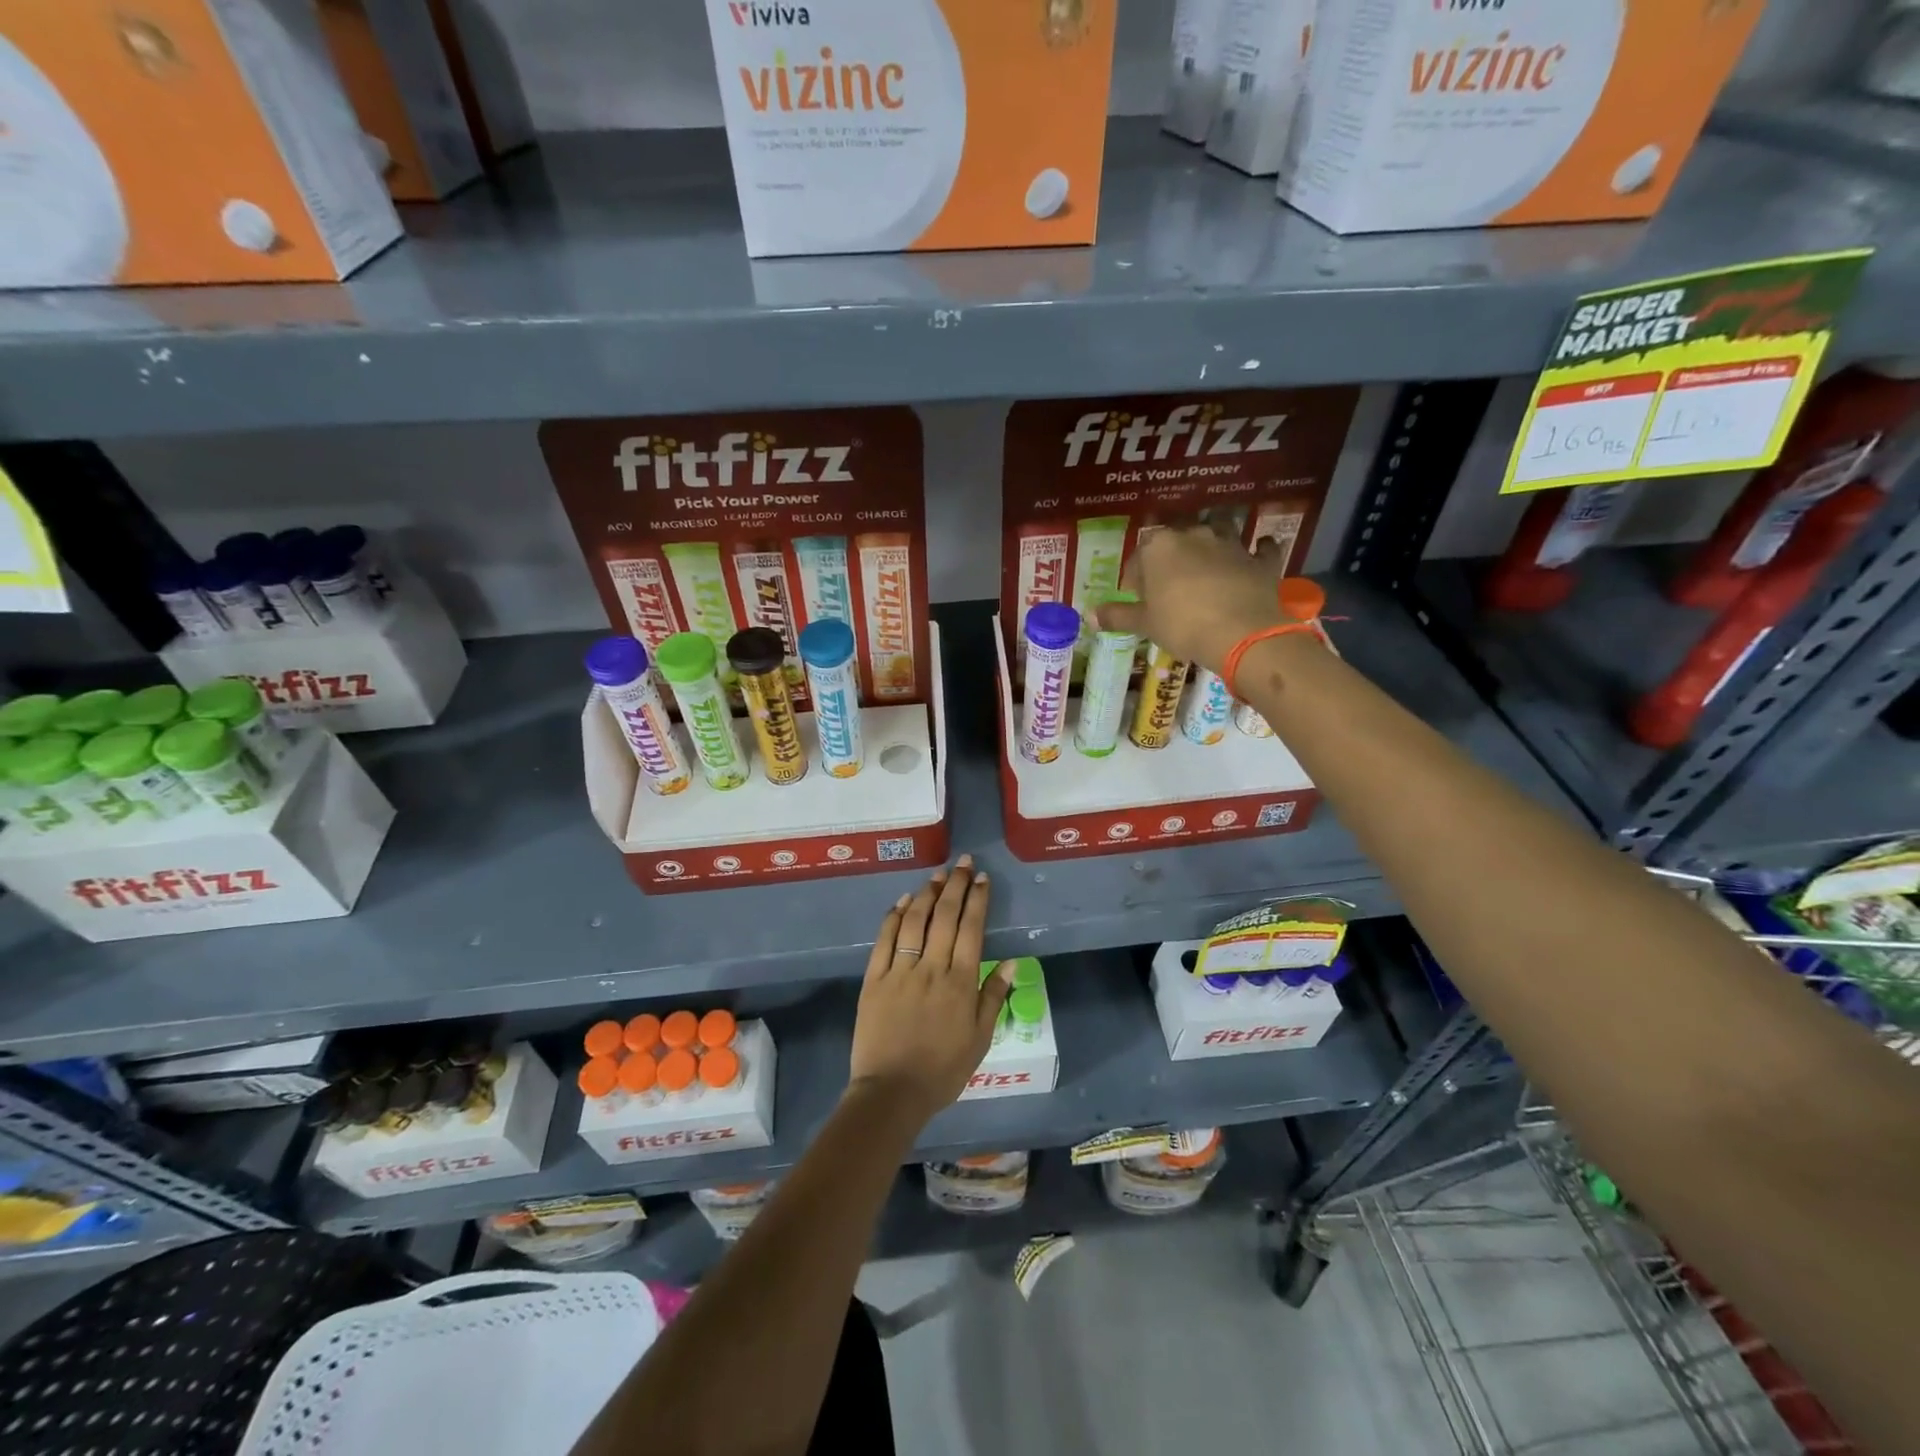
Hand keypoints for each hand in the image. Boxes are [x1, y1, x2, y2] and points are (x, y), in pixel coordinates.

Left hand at [849, 856, 1010, 1123]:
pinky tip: (902, 902)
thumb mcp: (980, 1039)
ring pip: (915, 921)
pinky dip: (894, 917)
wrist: (892, 1092)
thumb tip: (1012, 961)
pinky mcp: (874, 979)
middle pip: (945, 917)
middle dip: (956, 886)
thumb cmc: (943, 1070)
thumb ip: (994, 996)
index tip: (982, 879)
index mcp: (960, 982)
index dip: (977, 900)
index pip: (972, 929)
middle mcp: (931, 968)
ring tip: (938, 875)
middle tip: (963, 863)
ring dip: (928, 894)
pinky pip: (885, 940)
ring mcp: (900, 970)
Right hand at [1095, 522, 1294, 674]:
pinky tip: (1258, 552)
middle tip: (1169, 584)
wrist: (1240, 633)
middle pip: (1178, 539)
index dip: (1135, 575)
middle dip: (1172, 557)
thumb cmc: (1181, 625)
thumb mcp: (1144, 624)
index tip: (1136, 596)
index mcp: (1159, 547)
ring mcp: (1230, 544)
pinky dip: (1258, 550)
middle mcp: (1194, 535)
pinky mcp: (1259, 560)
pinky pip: (1260, 548)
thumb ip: (1118, 616)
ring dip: (1214, 541)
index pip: (1139, 555)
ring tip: (1209, 562)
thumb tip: (1090, 616)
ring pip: (1220, 530)